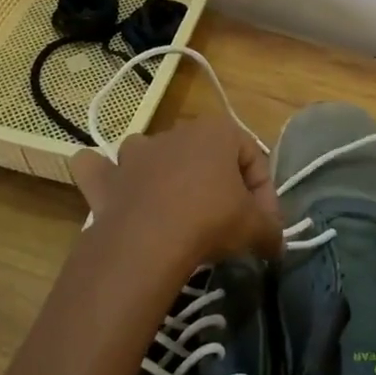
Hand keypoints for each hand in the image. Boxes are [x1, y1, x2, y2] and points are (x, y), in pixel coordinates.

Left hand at [70, 117, 283, 275]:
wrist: (148, 241)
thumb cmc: (210, 220)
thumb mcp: (255, 228)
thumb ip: (271, 231)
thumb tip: (276, 244)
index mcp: (218, 131)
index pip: (253, 158)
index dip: (264, 194)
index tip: (264, 226)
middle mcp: (176, 132)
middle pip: (206, 155)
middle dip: (219, 184)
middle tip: (228, 224)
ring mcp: (137, 152)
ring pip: (153, 152)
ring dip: (163, 171)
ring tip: (176, 209)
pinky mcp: (107, 178)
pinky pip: (99, 168)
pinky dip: (102, 175)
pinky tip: (112, 190)